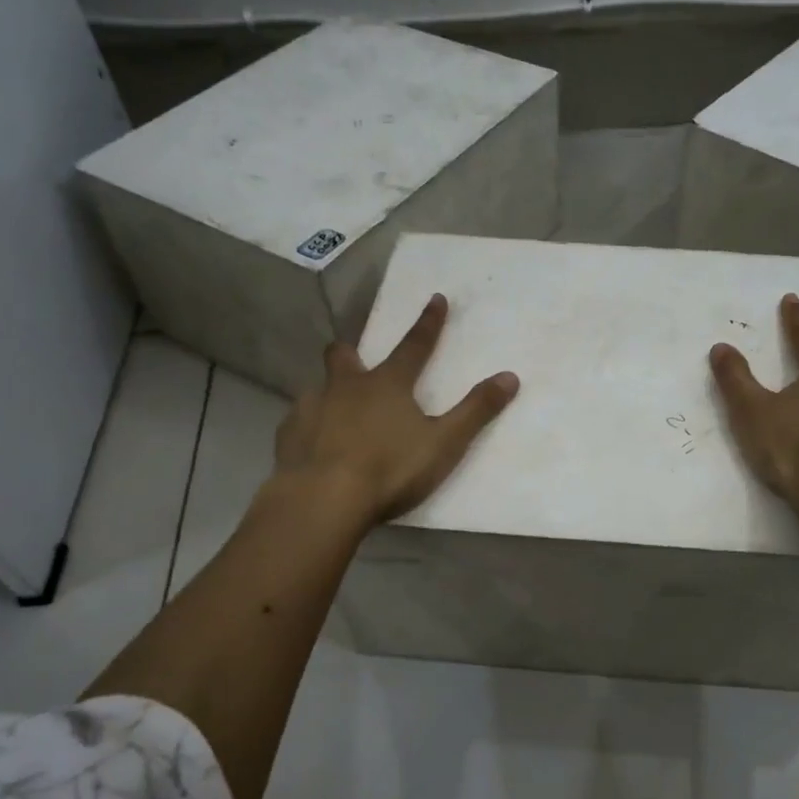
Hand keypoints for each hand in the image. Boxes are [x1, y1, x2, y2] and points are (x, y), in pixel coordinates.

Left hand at [273, 293, 518, 524]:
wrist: (323, 499)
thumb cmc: (390, 469)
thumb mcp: (444, 442)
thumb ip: (476, 411)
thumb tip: (510, 377)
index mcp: (388, 385)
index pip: (414, 346)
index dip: (429, 323)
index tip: (436, 298)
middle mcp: (346, 387)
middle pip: (344, 357)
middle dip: (351, 353)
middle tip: (355, 361)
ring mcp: (311, 409)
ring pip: (318, 388)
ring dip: (328, 394)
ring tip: (337, 415)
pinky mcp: (288, 435)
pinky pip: (298, 422)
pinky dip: (309, 427)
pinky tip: (313, 445)